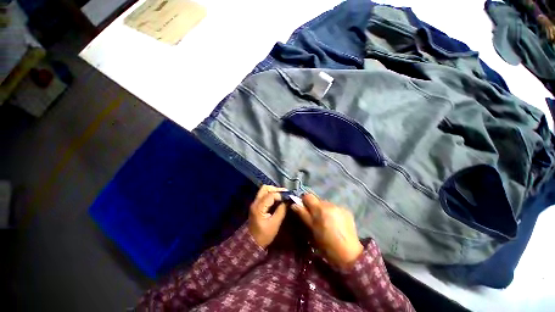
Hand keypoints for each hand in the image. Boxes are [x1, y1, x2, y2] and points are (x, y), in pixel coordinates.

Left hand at [248, 185, 287, 247]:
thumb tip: (288, 201)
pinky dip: (271, 194)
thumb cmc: (263, 236)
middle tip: (285, 194)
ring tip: (282, 196)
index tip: (289, 197)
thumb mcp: (274, 224)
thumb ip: (281, 211)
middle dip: (276, 189)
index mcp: (259, 207)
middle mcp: (255, 202)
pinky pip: (263, 195)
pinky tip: (277, 199)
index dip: (281, 194)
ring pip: (264, 190)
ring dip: (273, 191)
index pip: (271, 195)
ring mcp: (254, 203)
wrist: (251, 243)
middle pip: (265, 188)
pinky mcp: (256, 205)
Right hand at [292, 193, 363, 269]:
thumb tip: (294, 204)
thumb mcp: (312, 230)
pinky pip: (335, 208)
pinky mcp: (346, 211)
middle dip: (314, 208)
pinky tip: (335, 224)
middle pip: (317, 200)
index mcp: (320, 208)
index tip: (303, 210)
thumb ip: (303, 214)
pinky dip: (332, 213)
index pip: (308, 196)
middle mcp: (330, 204)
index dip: (304, 201)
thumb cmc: (327, 244)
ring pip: (326, 204)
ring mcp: (339, 207)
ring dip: (323, 211)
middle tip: (315, 220)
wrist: (349, 254)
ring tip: (326, 223)